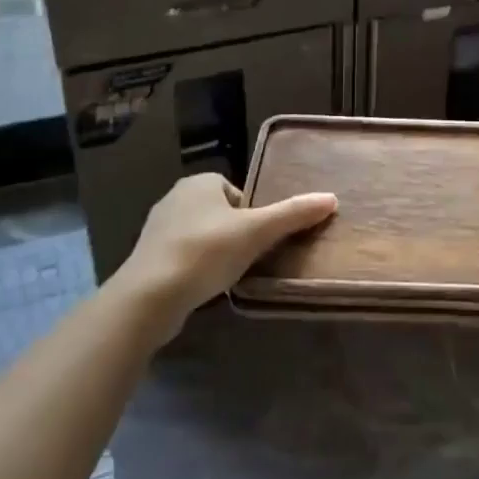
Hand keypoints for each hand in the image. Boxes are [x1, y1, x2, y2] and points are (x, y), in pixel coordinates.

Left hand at [113, 173, 336, 323]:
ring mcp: (157, 228)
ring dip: (216, 252)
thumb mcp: (258, 231)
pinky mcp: (146, 258)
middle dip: (236, 234)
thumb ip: (294, 214)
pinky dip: (196, 268)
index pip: (239, 192)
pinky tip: (204, 287)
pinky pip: (183, 257)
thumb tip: (332, 198)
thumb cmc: (206, 252)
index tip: (260, 239)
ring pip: (202, 235)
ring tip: (228, 275)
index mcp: (200, 182)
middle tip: (249, 258)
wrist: (149, 297)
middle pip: (222, 214)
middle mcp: (175, 197)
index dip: (254, 215)